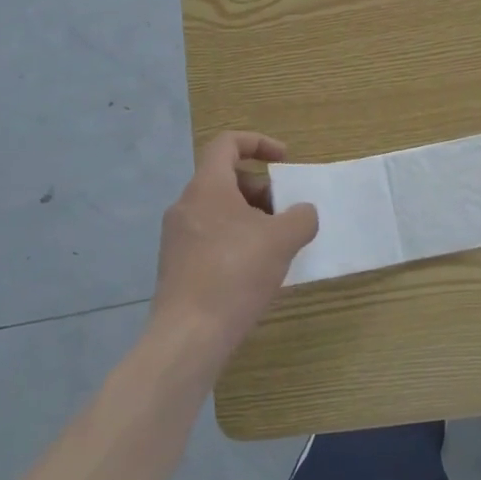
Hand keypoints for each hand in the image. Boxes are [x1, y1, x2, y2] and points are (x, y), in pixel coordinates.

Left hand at [149, 132, 318, 368]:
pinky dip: (236, 241)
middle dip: (261, 190)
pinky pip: (210, 237)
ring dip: (250, 218)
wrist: (188, 337)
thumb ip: (300, 217)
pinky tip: (255, 271)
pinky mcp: (177, 266)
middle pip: (226, 179)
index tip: (284, 160)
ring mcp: (177, 237)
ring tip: (276, 245)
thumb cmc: (234, 275)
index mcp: (207, 187)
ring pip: (219, 211)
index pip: (227, 144)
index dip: (258, 143)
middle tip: (286, 213)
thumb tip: (303, 213)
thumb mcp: (281, 241)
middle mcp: (186, 205)